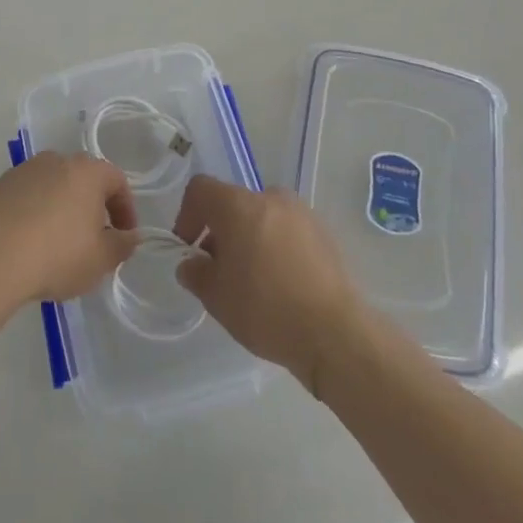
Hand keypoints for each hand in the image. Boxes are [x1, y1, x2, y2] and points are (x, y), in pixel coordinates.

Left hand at [0, 153, 139, 311]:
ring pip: (50, 186)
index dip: (125, 209)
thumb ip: (122, 244)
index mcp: (85, 171)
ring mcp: (21, 171)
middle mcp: (54, 161)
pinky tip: (26, 243)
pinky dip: (30, 213)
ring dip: (58, 208)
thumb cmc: (57, 256)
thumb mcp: (101, 260)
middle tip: (91, 238)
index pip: (117, 180)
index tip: (123, 235)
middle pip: (82, 179)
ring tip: (55, 243)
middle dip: (90, 206)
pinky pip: (23, 198)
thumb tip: (129, 235)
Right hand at [174, 175, 364, 388]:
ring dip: (249, 238)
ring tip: (253, 279)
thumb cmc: (266, 309)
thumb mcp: (216, 298)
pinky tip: (282, 283)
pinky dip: (276, 246)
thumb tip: (192, 265)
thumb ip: (196, 274)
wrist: (335, 333)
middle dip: (220, 231)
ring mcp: (301, 213)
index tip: (189, 247)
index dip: (187, 214)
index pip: (201, 189)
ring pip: (262, 217)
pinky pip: (287, 230)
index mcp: (239, 205)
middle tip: (220, 269)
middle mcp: (270, 197)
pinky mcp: (323, 233)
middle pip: (233, 203)